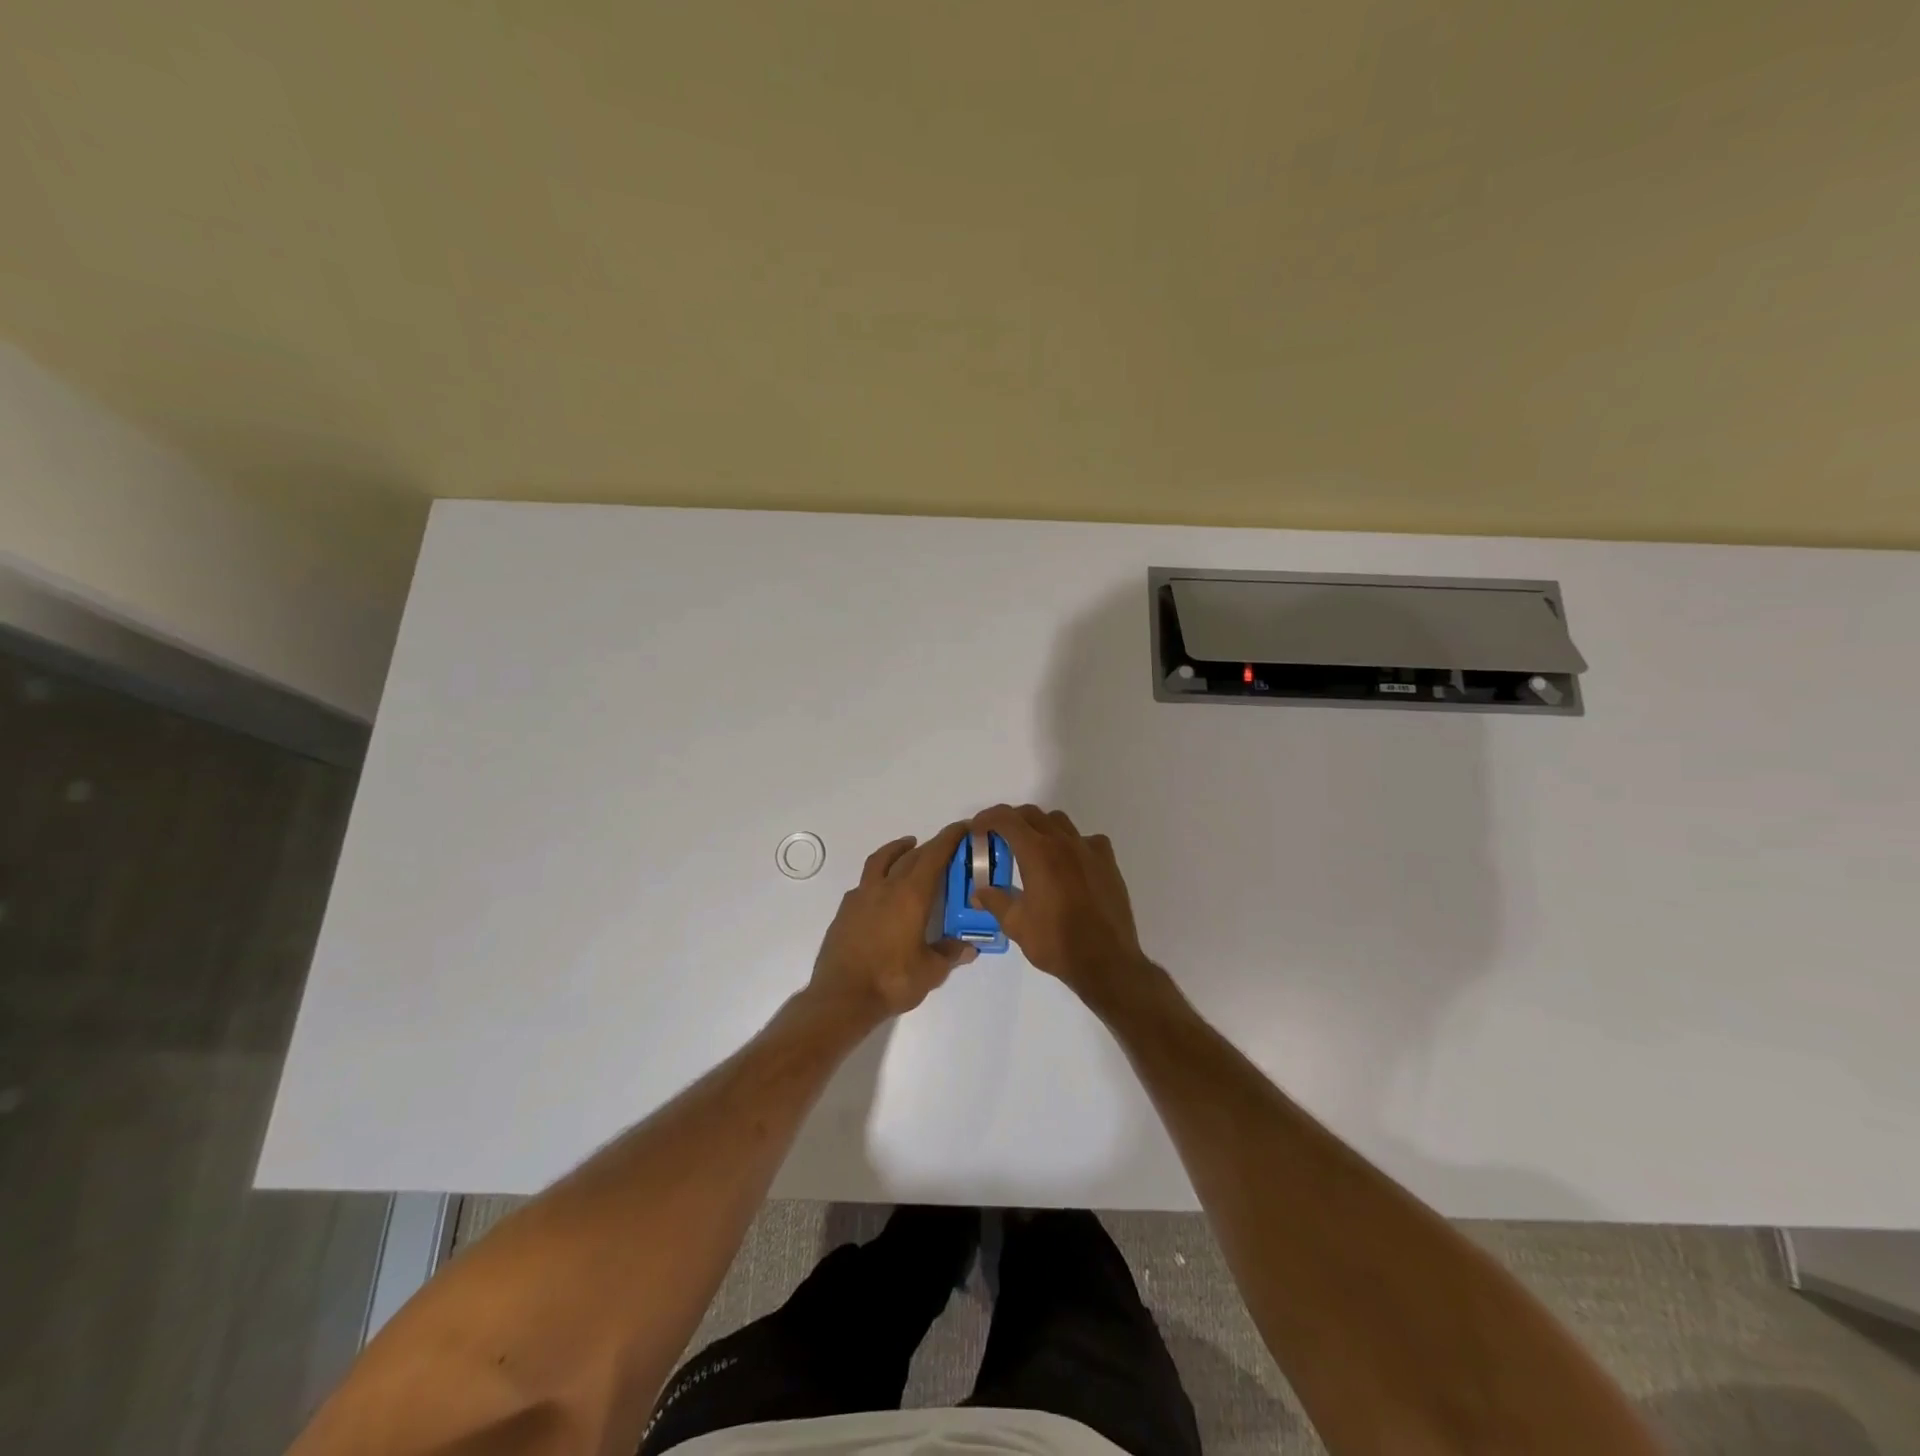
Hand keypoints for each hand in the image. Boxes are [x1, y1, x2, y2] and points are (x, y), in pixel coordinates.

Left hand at [807, 822, 977, 1023]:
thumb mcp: (931, 971)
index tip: (963, 827)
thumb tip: (969, 947)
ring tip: (909, 848)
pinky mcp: (845, 911)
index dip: (949, 838)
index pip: (934, 856)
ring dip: (898, 850)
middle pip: (910, 856)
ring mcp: (861, 897)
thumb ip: (950, 954)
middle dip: (930, 846)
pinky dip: (878, 875)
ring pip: (881, 860)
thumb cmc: (892, 981)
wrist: (842, 997)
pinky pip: (865, 882)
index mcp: (911, 895)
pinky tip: (882, 889)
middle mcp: (886, 887)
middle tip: (944, 846)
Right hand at [970, 805, 1155, 1011]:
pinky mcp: (1108, 862)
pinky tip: (1069, 864)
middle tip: (999, 839)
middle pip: (1032, 814)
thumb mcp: (1016, 924)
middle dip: (1011, 821)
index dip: (988, 818)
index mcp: (1037, 852)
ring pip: (1059, 822)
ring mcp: (1089, 849)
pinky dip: (1072, 843)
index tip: (977, 829)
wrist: (1106, 961)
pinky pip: (1087, 839)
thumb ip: (995, 901)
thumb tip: (978, 892)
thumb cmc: (1056, 942)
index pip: (1007, 819)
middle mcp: (1063, 842)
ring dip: (1041, 827)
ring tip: (1032, 849)